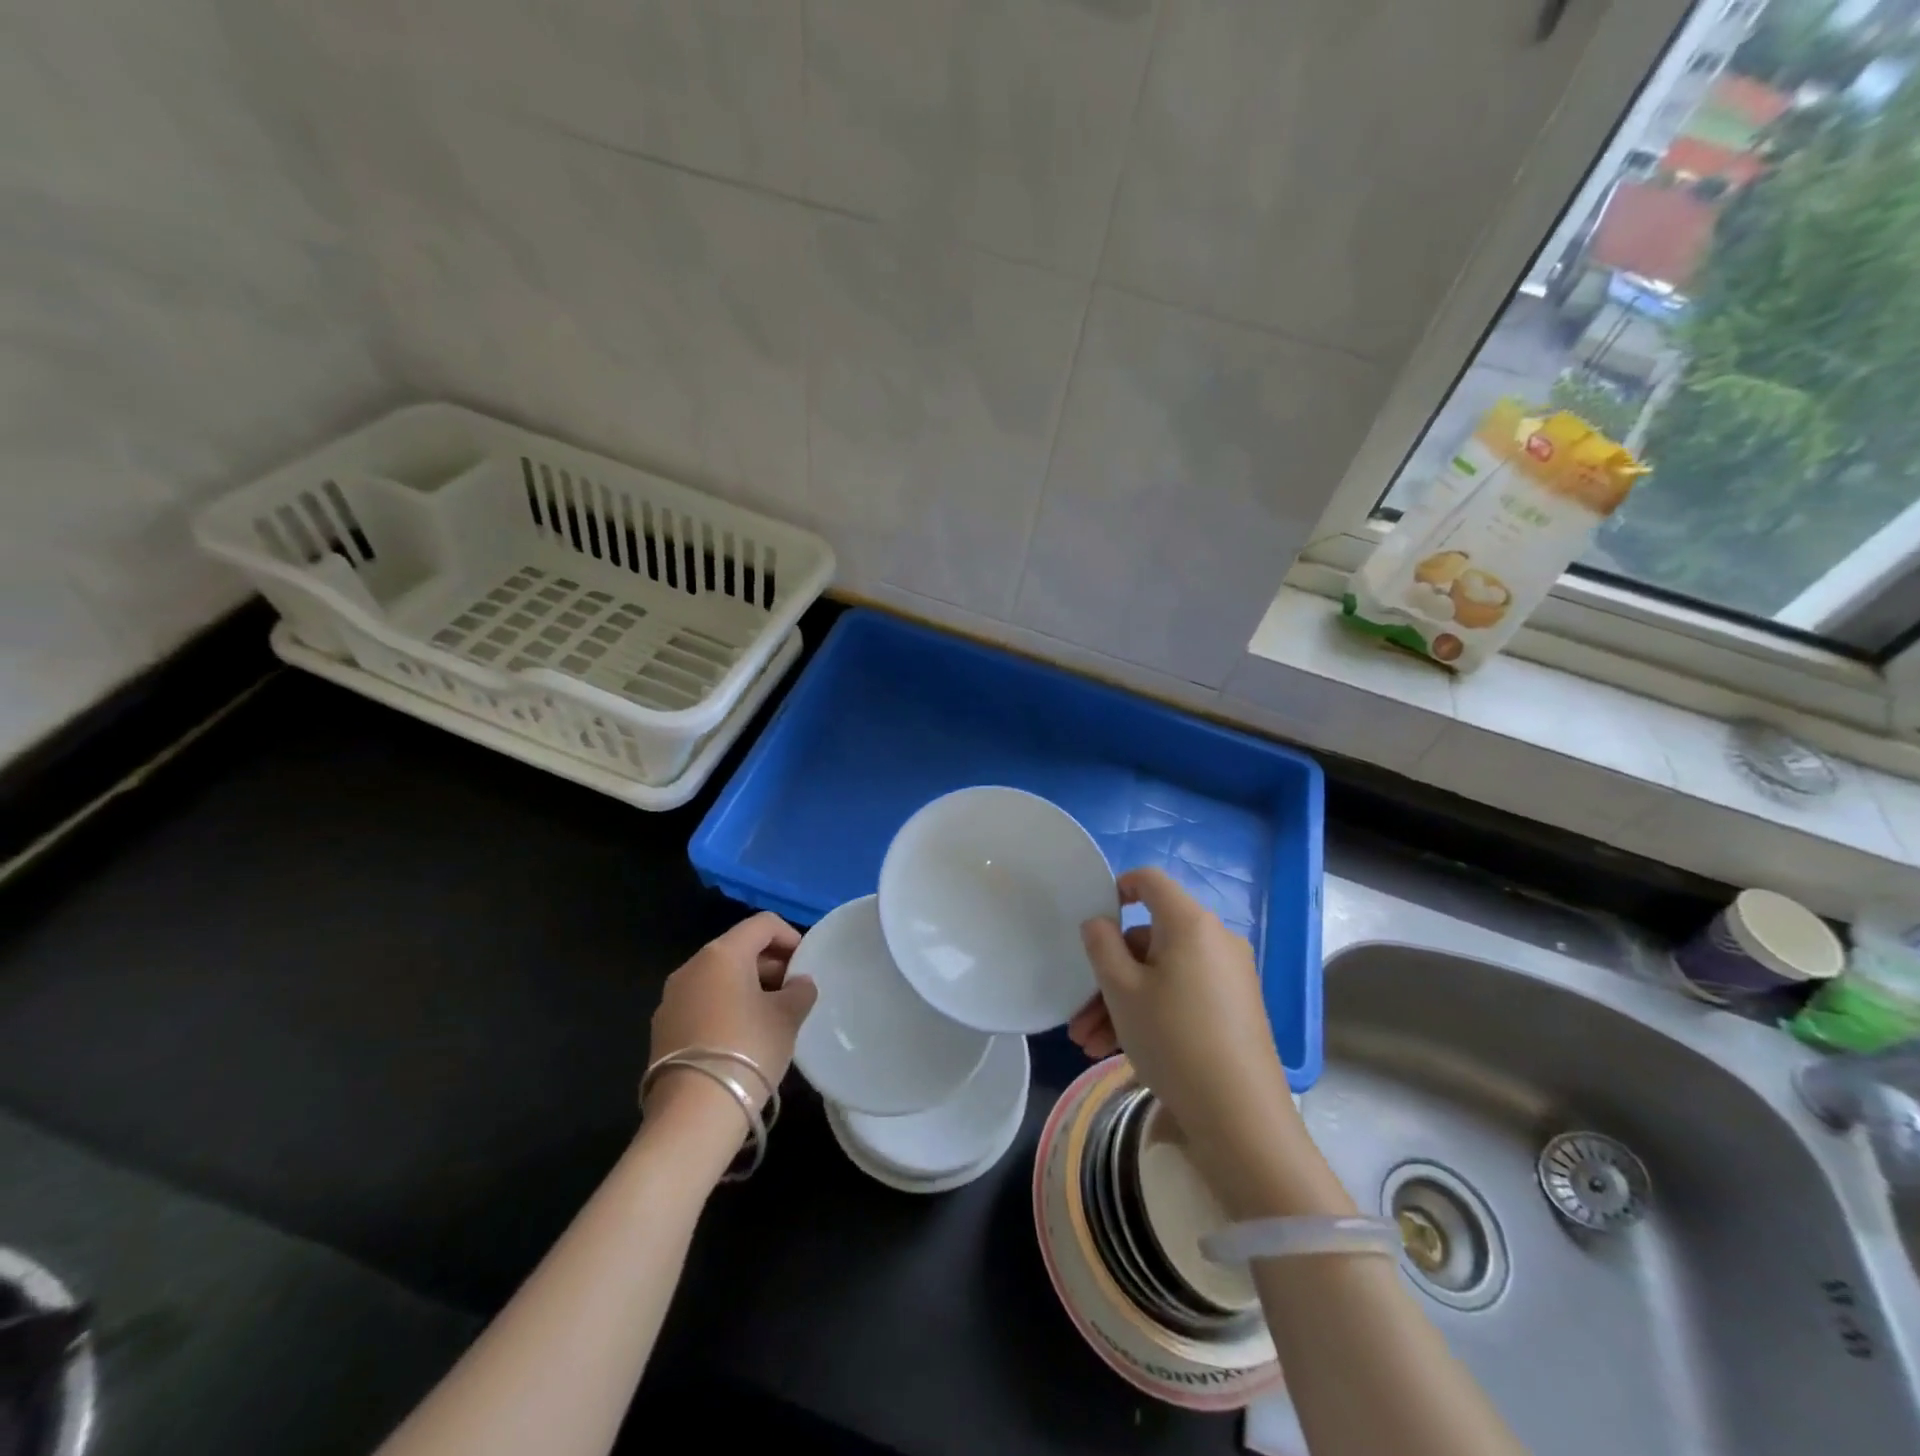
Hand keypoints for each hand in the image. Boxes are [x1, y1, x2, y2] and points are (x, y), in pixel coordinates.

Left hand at [646, 912, 817, 1127]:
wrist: (693, 1114)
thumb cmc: (748, 1049)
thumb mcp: (787, 1017)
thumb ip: (800, 991)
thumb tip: (799, 983)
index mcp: (722, 953)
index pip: (763, 924)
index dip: (790, 937)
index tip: (805, 964)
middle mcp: (691, 967)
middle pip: (738, 948)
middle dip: (769, 964)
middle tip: (793, 992)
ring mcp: (671, 999)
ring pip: (717, 977)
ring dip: (747, 987)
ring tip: (770, 1017)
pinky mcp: (662, 1029)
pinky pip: (701, 1003)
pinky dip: (724, 1007)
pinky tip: (741, 1038)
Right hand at [1072, 869, 1311, 1213]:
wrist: (1240, 1116)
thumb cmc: (1172, 1038)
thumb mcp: (1122, 990)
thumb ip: (1101, 946)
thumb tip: (1099, 923)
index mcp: (1189, 923)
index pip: (1150, 881)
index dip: (1117, 888)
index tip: (1093, 920)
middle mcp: (1214, 940)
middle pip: (1149, 940)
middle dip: (1108, 975)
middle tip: (1079, 1016)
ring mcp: (1228, 976)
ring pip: (1161, 974)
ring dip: (1122, 1003)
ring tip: (1088, 1045)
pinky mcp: (1234, 1009)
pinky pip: (1182, 994)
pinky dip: (1151, 1012)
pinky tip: (1117, 1050)